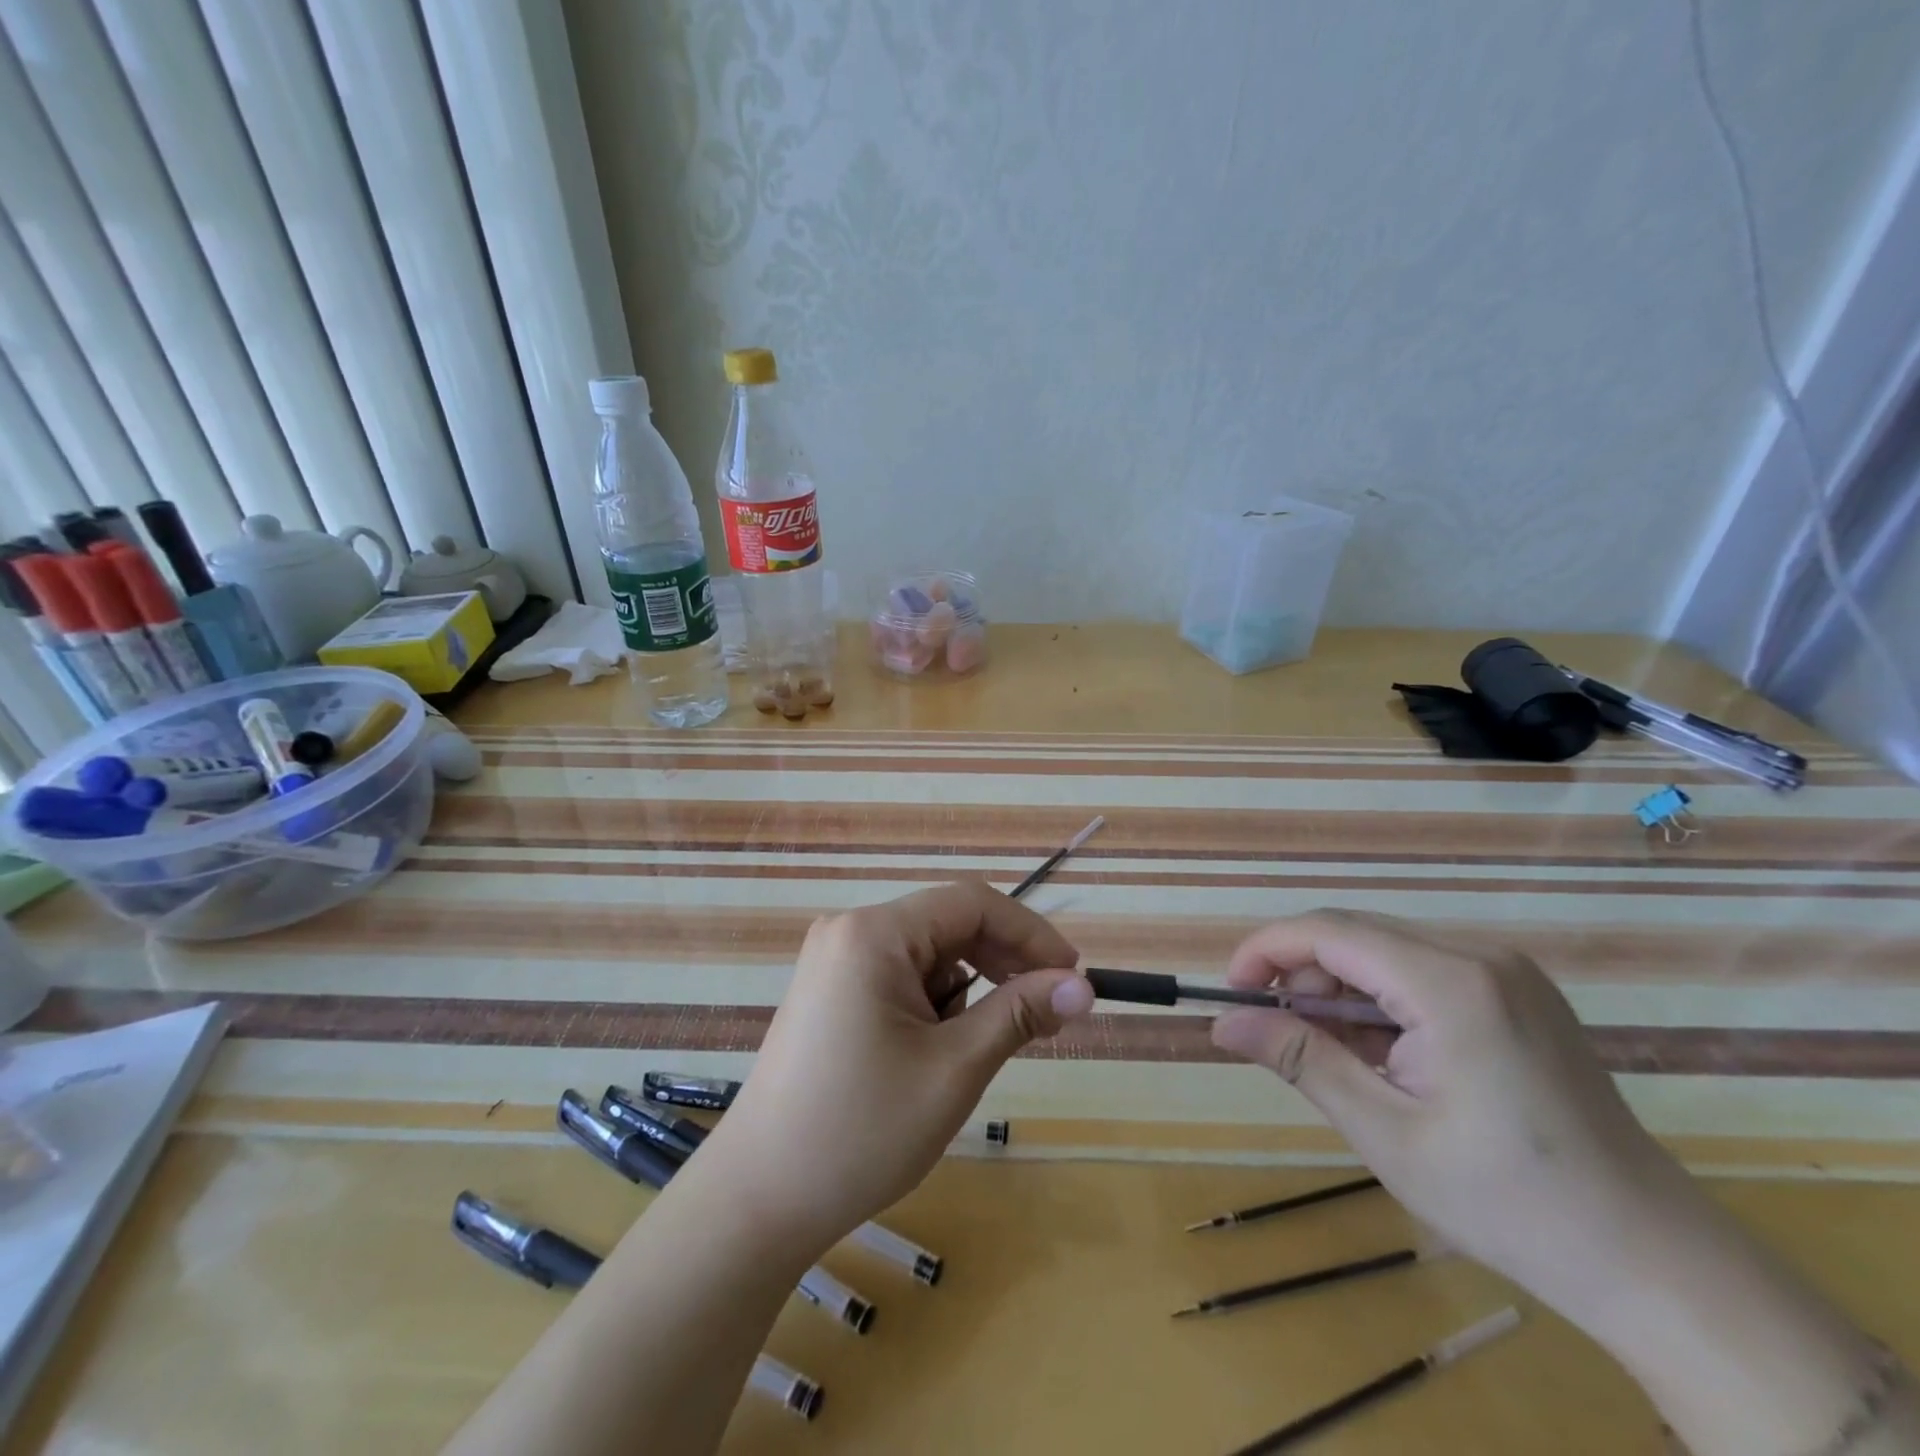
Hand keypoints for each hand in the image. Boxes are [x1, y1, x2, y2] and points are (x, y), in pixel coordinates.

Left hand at [699, 881, 1092, 1257]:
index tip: (1074, 977)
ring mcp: (834, 960)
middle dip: (1002, 963)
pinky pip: (900, 976)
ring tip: (980, 1047)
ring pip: (927, 953)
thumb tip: (1084, 986)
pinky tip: (937, 1050)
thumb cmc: (861, 1131)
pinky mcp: (829, 992)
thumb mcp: (954, 1069)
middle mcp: (849, 931)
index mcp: (874, 933)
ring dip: (968, 989)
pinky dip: (934, 1003)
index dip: (1030, 934)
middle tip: (1048, 1014)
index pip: (972, 903)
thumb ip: (1020, 1014)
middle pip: (948, 924)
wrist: (758, 1201)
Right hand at [1208, 909, 1702, 1321]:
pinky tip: (1382, 1055)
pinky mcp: (1517, 992)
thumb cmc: (1510, 1202)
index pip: (1329, 932)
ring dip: (1340, 991)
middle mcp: (1480, 956)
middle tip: (1279, 1037)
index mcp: (1450, 984)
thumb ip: (1299, 1060)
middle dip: (1302, 976)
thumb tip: (1222, 1023)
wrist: (1654, 1259)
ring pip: (1385, 952)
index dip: (1266, 950)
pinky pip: (1421, 971)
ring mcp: (1506, 971)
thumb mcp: (1386, 1132)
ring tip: (1333, 1057)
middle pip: (1356, 935)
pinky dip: (1381, 1002)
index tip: (1230, 993)